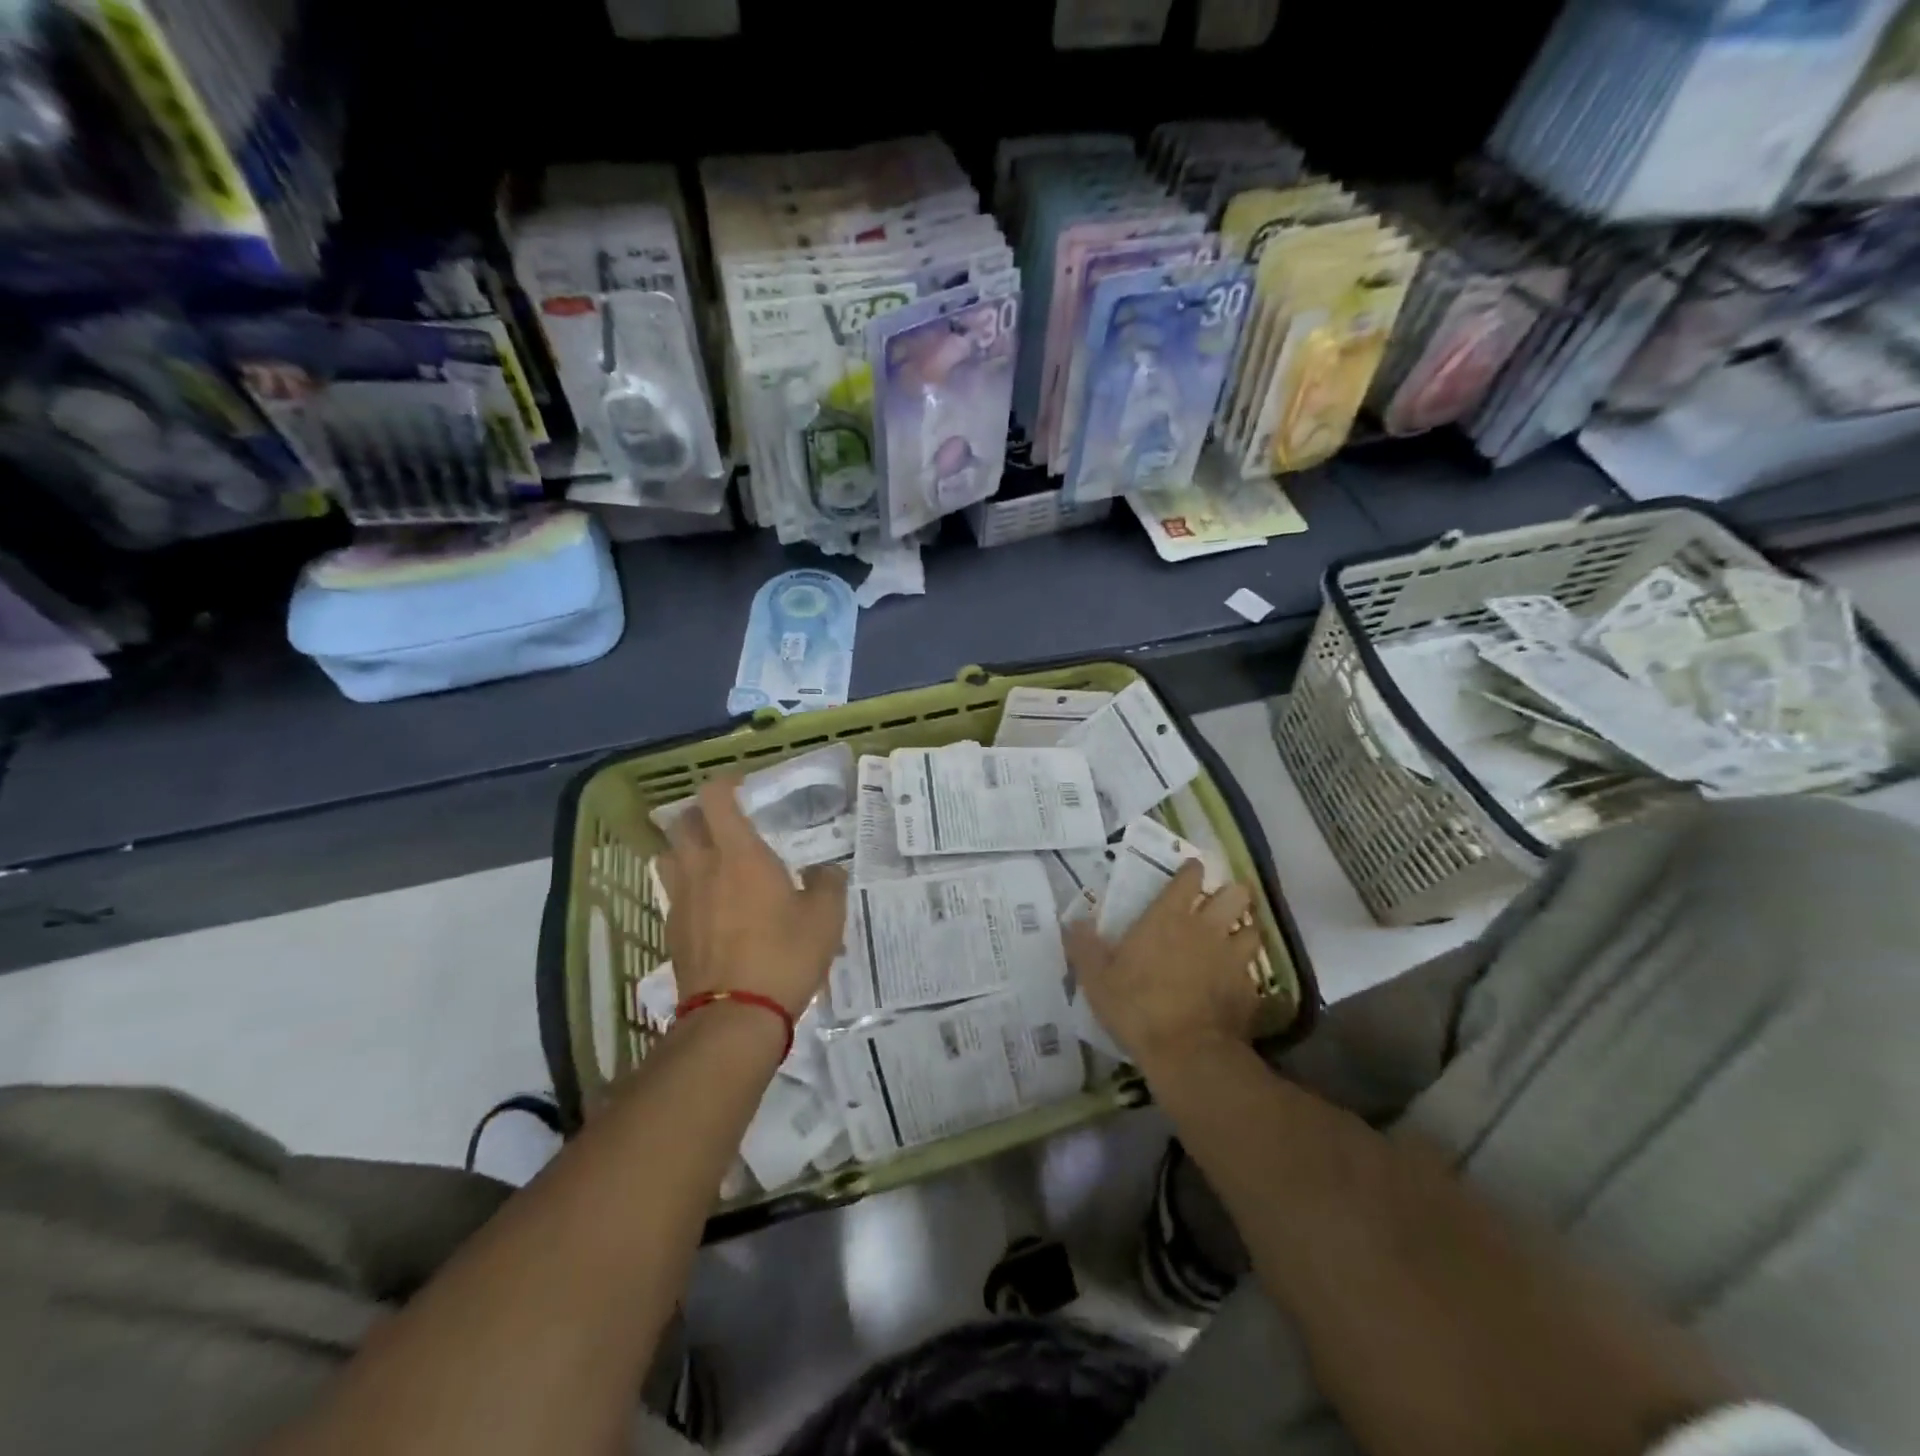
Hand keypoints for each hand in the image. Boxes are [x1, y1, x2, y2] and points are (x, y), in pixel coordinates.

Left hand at [658, 777, 847, 1019]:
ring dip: (686, 848)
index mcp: (739, 854)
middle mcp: (702, 869)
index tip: (743, 787)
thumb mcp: (827, 917)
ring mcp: (681, 901)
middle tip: (728, 822)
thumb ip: (828, 883)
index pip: (715, 798)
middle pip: (683, 823)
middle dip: (701, 814)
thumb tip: (824, 871)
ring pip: (669, 856)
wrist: (735, 1018)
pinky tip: (712, 908)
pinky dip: (689, 888)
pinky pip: (674, 894)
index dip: (725, 784)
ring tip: (713, 860)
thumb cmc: (785, 955)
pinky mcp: (672, 932)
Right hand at [1065, 861, 1260, 1074]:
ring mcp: (1232, 958)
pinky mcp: (1249, 989)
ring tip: (1234, 939)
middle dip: (1231, 894)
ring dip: (1244, 931)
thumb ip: (1084, 947)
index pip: (1189, 878)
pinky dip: (1245, 973)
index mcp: (1168, 918)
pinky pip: (1253, 971)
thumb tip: (1072, 921)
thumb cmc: (1136, 1007)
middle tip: (1219, 904)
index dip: (1193, 871)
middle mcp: (1206, 929)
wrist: (1187, 1053)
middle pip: (1235, 894)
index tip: (1192, 870)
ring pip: (1252, 929)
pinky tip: (1235, 983)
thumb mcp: (1096, 979)